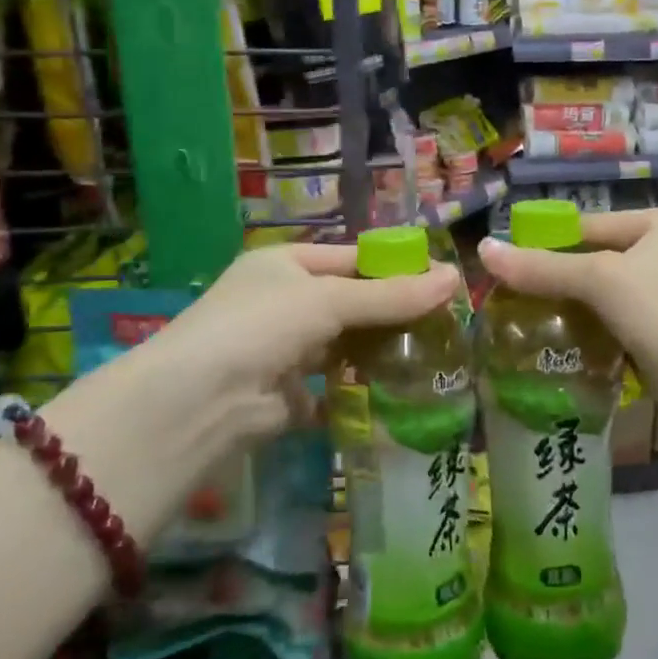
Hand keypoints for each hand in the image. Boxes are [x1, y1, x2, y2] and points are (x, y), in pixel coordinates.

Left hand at [106, 243, 459, 469]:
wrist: (203, 400)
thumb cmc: (263, 325)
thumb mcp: (330, 300)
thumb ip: (391, 295)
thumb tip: (454, 277)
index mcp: (285, 265)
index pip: (351, 259)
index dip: (395, 267)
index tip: (441, 280)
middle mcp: (283, 303)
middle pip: (351, 303)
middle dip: (393, 312)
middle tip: (446, 322)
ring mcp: (284, 350)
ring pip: (345, 345)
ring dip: (381, 351)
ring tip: (435, 355)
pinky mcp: (289, 395)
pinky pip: (335, 387)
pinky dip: (362, 389)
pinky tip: (403, 391)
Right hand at [477, 209, 657, 427]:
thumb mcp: (603, 283)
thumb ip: (543, 267)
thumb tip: (482, 250)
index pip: (590, 226)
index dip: (545, 245)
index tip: (503, 268)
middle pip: (598, 260)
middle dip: (557, 281)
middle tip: (510, 301)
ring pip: (608, 295)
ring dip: (573, 310)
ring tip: (525, 324)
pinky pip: (621, 321)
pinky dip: (594, 331)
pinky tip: (560, 346)